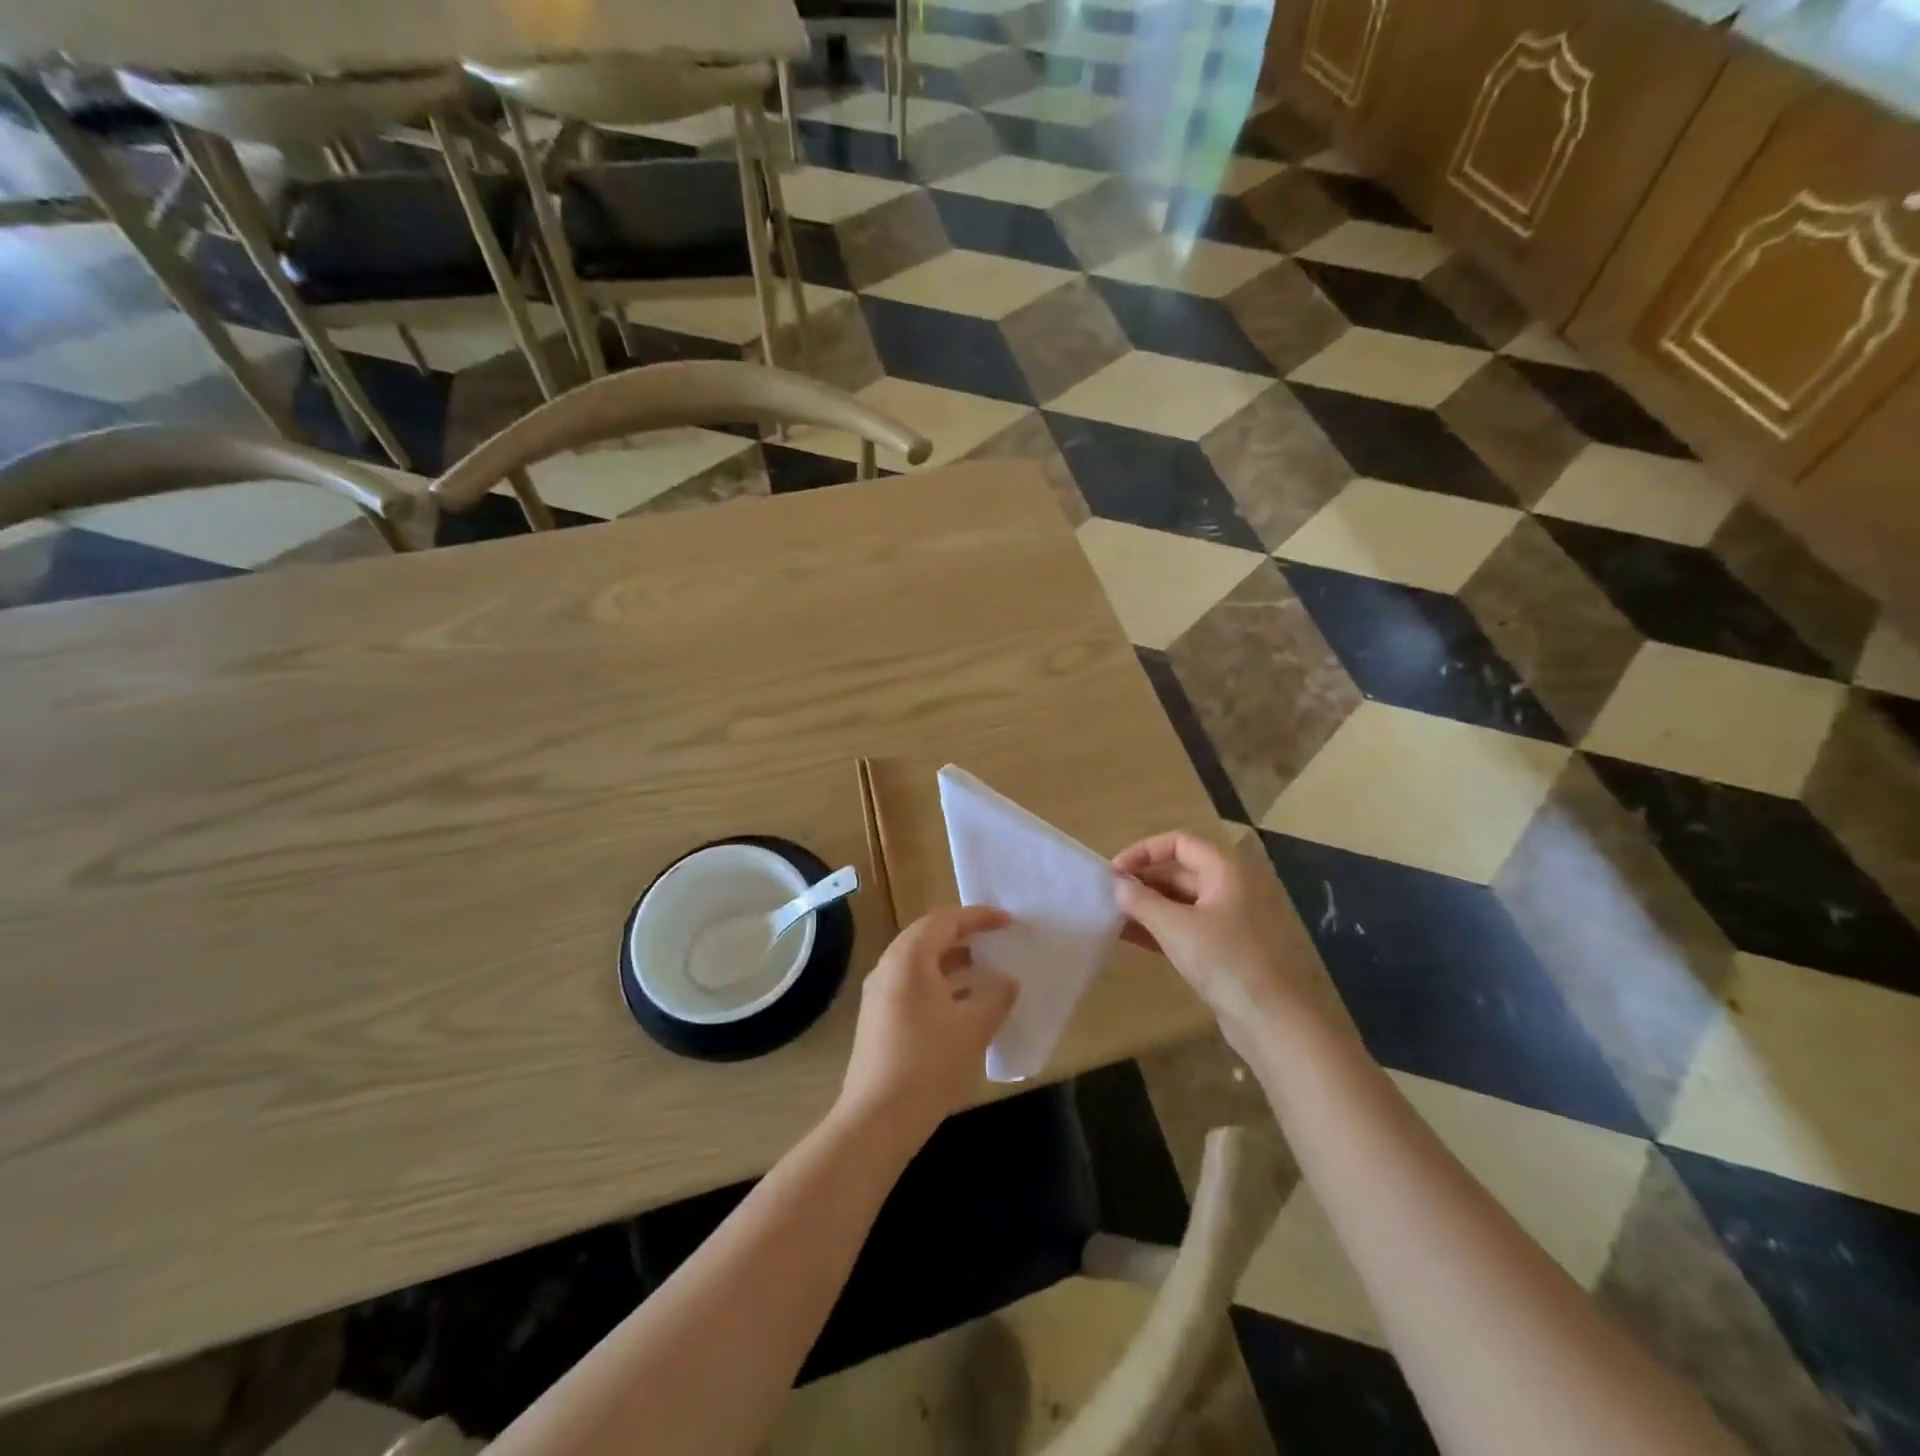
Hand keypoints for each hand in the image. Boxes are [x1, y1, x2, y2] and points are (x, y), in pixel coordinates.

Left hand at [838, 906, 1017, 1140]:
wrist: (877, 1119)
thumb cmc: (928, 1063)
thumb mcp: (973, 1027)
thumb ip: (996, 996)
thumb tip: (1008, 980)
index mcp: (908, 957)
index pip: (946, 920)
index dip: (980, 917)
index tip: (1009, 922)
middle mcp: (888, 967)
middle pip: (929, 936)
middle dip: (965, 935)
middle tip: (997, 940)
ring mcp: (879, 994)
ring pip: (921, 963)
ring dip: (953, 961)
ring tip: (986, 970)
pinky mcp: (879, 1019)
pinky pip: (914, 985)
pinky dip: (941, 984)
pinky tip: (964, 1005)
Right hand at [1113, 832, 1321, 1050]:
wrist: (1271, 1020)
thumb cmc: (1224, 961)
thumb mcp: (1175, 927)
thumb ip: (1141, 900)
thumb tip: (1116, 883)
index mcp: (1225, 870)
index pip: (1179, 843)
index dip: (1144, 851)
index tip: (1114, 872)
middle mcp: (1229, 887)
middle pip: (1179, 870)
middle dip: (1142, 880)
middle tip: (1108, 896)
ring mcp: (1228, 919)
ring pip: (1180, 901)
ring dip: (1147, 906)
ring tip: (1112, 916)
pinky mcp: (1224, 948)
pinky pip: (1185, 926)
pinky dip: (1159, 927)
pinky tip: (1130, 937)